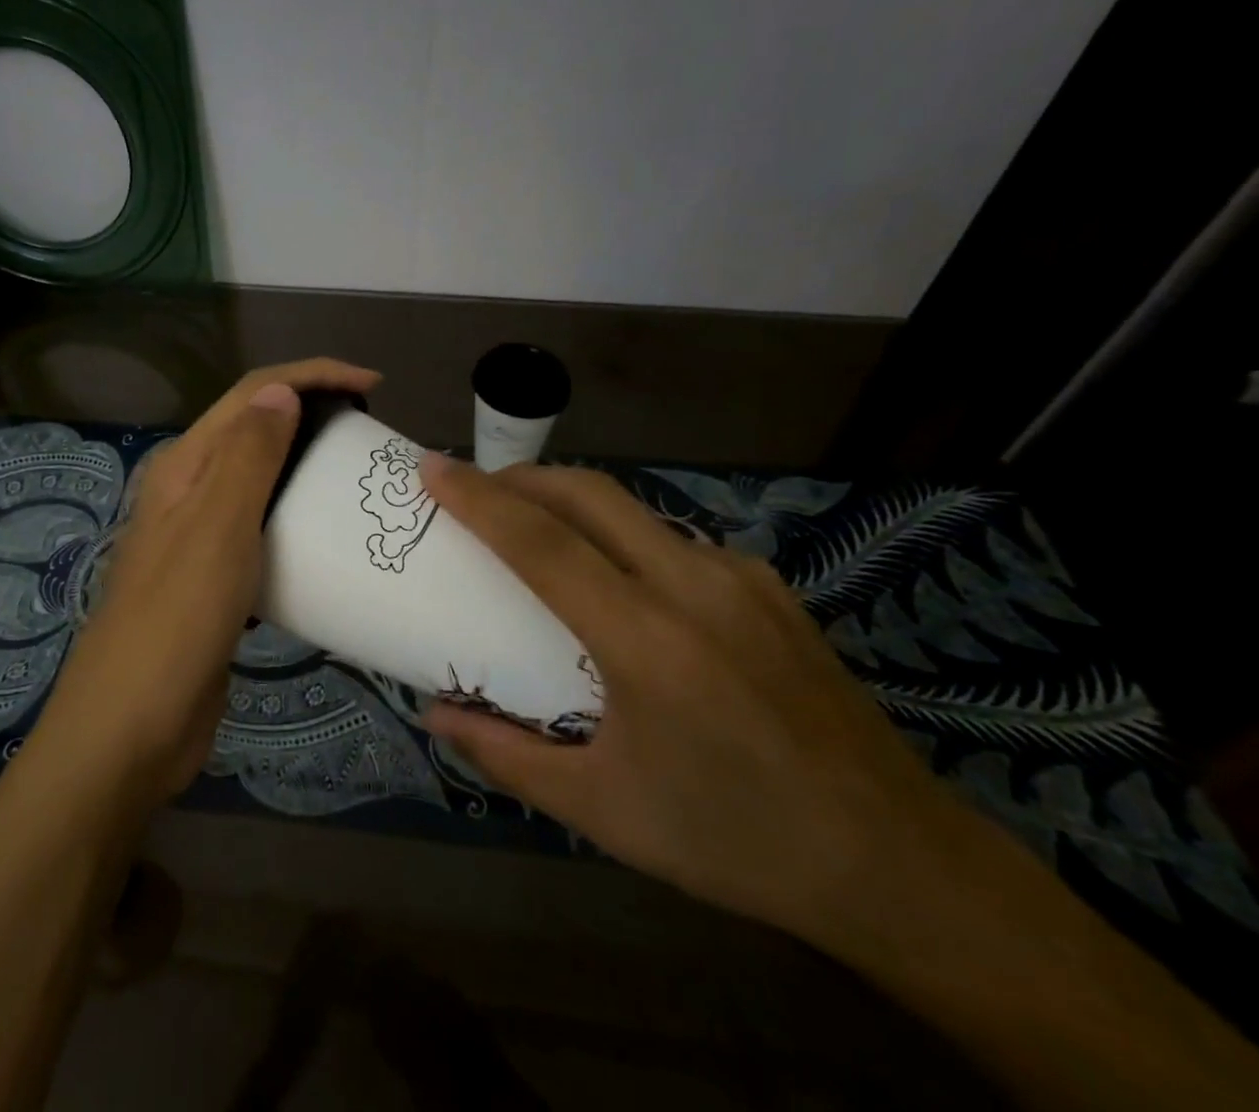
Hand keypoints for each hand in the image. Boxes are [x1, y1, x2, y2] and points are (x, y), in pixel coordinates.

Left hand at [30, 358, 381, 813]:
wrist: (130, 730)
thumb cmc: (176, 621)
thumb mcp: (217, 527)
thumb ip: (247, 454)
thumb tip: (281, 391)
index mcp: (184, 466)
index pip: (252, 394)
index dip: (312, 375)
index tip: (373, 386)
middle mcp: (188, 491)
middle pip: (256, 432)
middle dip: (312, 417)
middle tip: (370, 437)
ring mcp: (199, 538)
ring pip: (262, 484)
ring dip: (307, 470)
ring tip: (358, 482)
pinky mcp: (215, 581)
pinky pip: (264, 533)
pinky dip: (297, 523)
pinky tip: (329, 542)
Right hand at [418, 457, 965, 952]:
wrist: (900, 865)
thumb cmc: (734, 839)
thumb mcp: (603, 809)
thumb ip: (506, 755)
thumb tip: (433, 715)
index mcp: (647, 640)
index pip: (541, 542)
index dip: (478, 498)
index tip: (432, 467)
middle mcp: (693, 586)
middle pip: (588, 494)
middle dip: (521, 477)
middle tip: (476, 489)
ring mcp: (740, 578)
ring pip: (632, 508)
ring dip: (572, 503)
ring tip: (537, 532)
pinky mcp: (770, 586)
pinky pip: (673, 539)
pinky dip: (622, 536)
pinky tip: (620, 582)